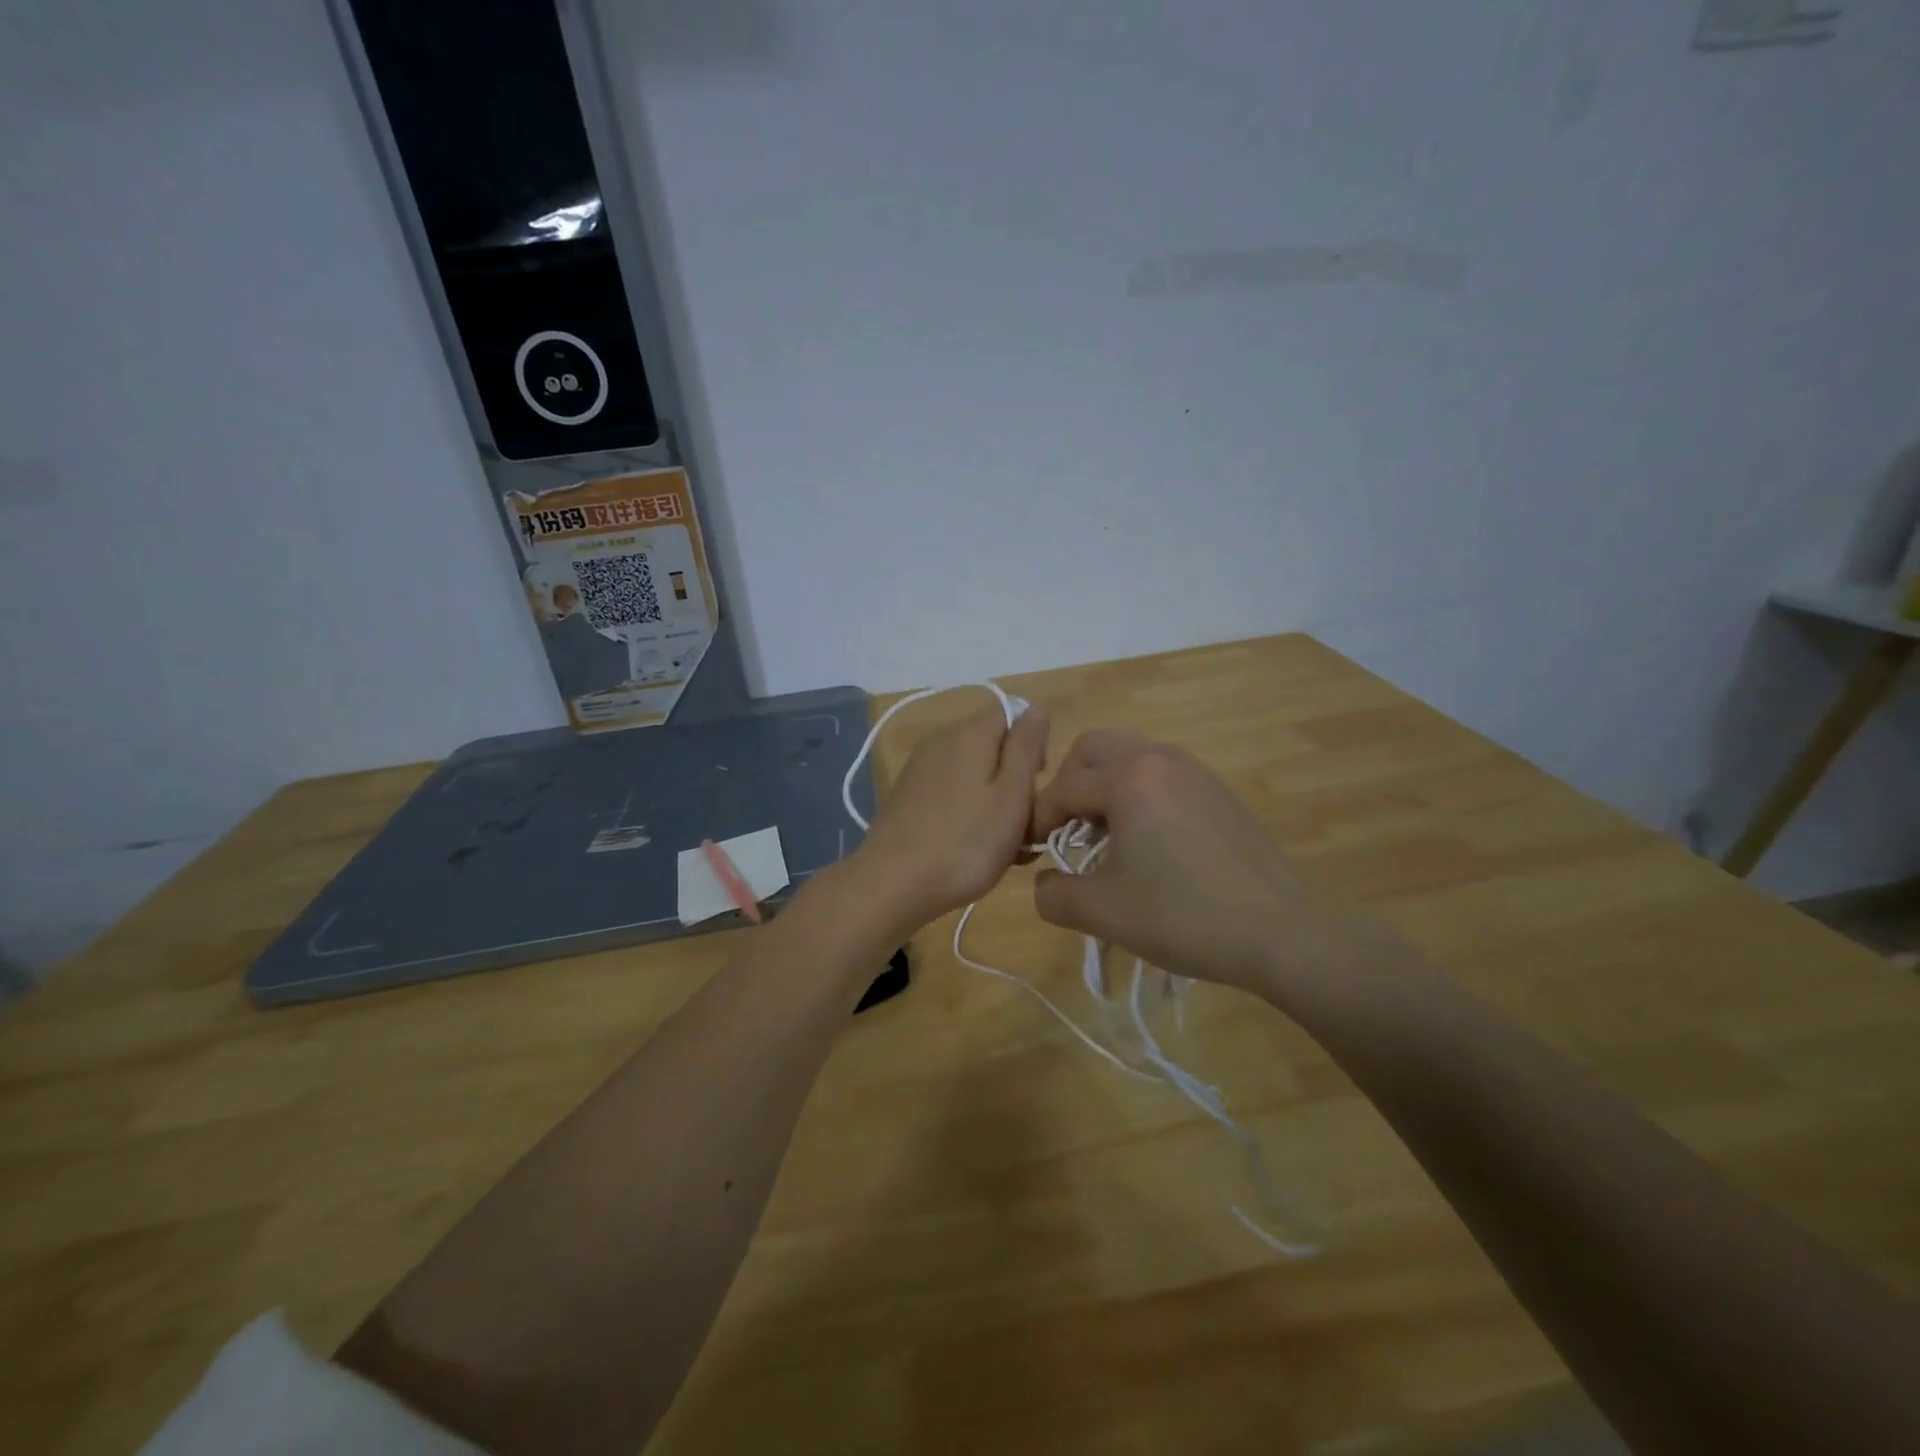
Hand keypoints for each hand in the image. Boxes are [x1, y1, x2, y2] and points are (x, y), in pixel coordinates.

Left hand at [850, 703, 1049, 932]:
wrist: (891, 884)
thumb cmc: (965, 843)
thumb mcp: (1011, 796)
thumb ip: (1026, 749)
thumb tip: (1036, 708)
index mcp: (969, 734)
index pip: (1011, 715)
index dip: (1031, 747)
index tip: (1036, 787)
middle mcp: (941, 741)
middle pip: (992, 747)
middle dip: (1014, 781)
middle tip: (1024, 827)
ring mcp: (919, 769)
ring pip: (972, 774)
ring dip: (993, 803)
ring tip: (1002, 848)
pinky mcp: (907, 796)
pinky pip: (950, 793)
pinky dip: (967, 813)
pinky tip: (970, 849)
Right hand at [1030, 733, 1366, 1000]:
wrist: (1283, 933)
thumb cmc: (1184, 917)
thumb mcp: (1103, 913)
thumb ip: (1053, 894)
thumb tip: (1043, 882)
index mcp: (1129, 777)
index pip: (1062, 789)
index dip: (1037, 821)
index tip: (1030, 854)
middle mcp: (1160, 758)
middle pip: (1092, 750)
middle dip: (1068, 786)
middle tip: (1066, 832)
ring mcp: (1194, 770)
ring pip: (1129, 758)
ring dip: (1104, 789)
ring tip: (1105, 840)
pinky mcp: (1217, 790)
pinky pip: (1160, 775)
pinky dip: (1138, 795)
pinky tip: (1150, 845)